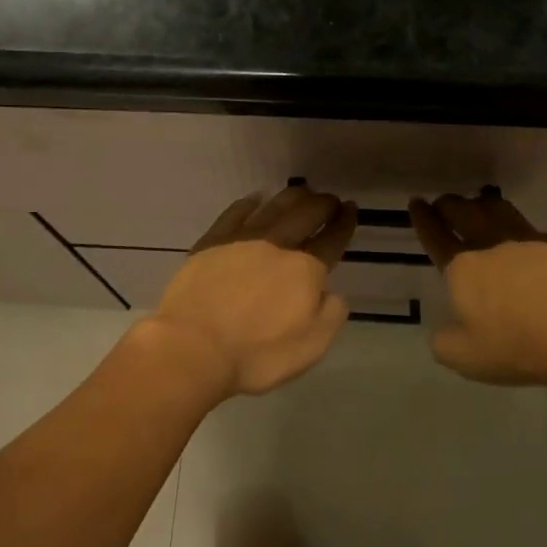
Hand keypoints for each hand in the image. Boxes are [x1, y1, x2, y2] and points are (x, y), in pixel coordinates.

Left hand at [146, 184, 357, 398]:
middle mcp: (277, 245)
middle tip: (330, 199)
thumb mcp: (311, 346)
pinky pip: (236, 212)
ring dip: (292, 197)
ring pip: (274, 206)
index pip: (332, 240)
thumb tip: (331, 291)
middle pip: (305, 214)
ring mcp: (242, 239)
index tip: (352, 209)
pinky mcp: (212, 241)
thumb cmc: (257, 353)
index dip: (344, 223)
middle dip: (323, 204)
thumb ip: (330, 313)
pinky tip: (256, 199)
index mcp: (305, 270)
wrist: (194, 346)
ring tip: (301, 192)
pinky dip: (250, 202)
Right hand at [410, 188, 546, 389]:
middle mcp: (492, 245)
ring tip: (479, 205)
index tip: (417, 203)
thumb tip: (441, 334)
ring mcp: (528, 241)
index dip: (423, 219)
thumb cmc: (516, 347)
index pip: (436, 236)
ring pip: (498, 209)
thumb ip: (445, 343)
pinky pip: (535, 231)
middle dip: (449, 204)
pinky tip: (528, 242)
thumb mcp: (465, 358)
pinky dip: (523, 231)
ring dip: (483, 204)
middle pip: (464, 211)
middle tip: (444, 202)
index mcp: (463, 268)